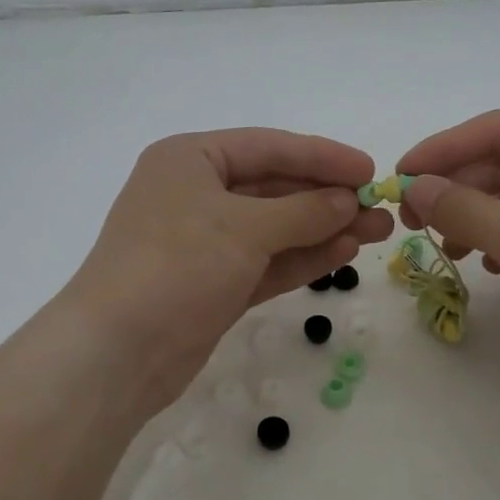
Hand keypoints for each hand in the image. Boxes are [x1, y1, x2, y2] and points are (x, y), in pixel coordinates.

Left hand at [59, 129, 394, 412]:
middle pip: (274, 187)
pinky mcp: (214, 284)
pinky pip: (267, 261)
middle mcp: (196, 194)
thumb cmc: (177, 265)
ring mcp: (204, 242)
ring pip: (275, 228)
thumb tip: (347, 201)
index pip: (269, 147)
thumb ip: (303, 210)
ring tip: (376, 232)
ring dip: (323, 228)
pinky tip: (343, 253)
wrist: (118, 352)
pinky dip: (302, 257)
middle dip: (328, 198)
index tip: (370, 169)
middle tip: (382, 208)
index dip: (322, 156)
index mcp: (191, 160)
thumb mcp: (244, 228)